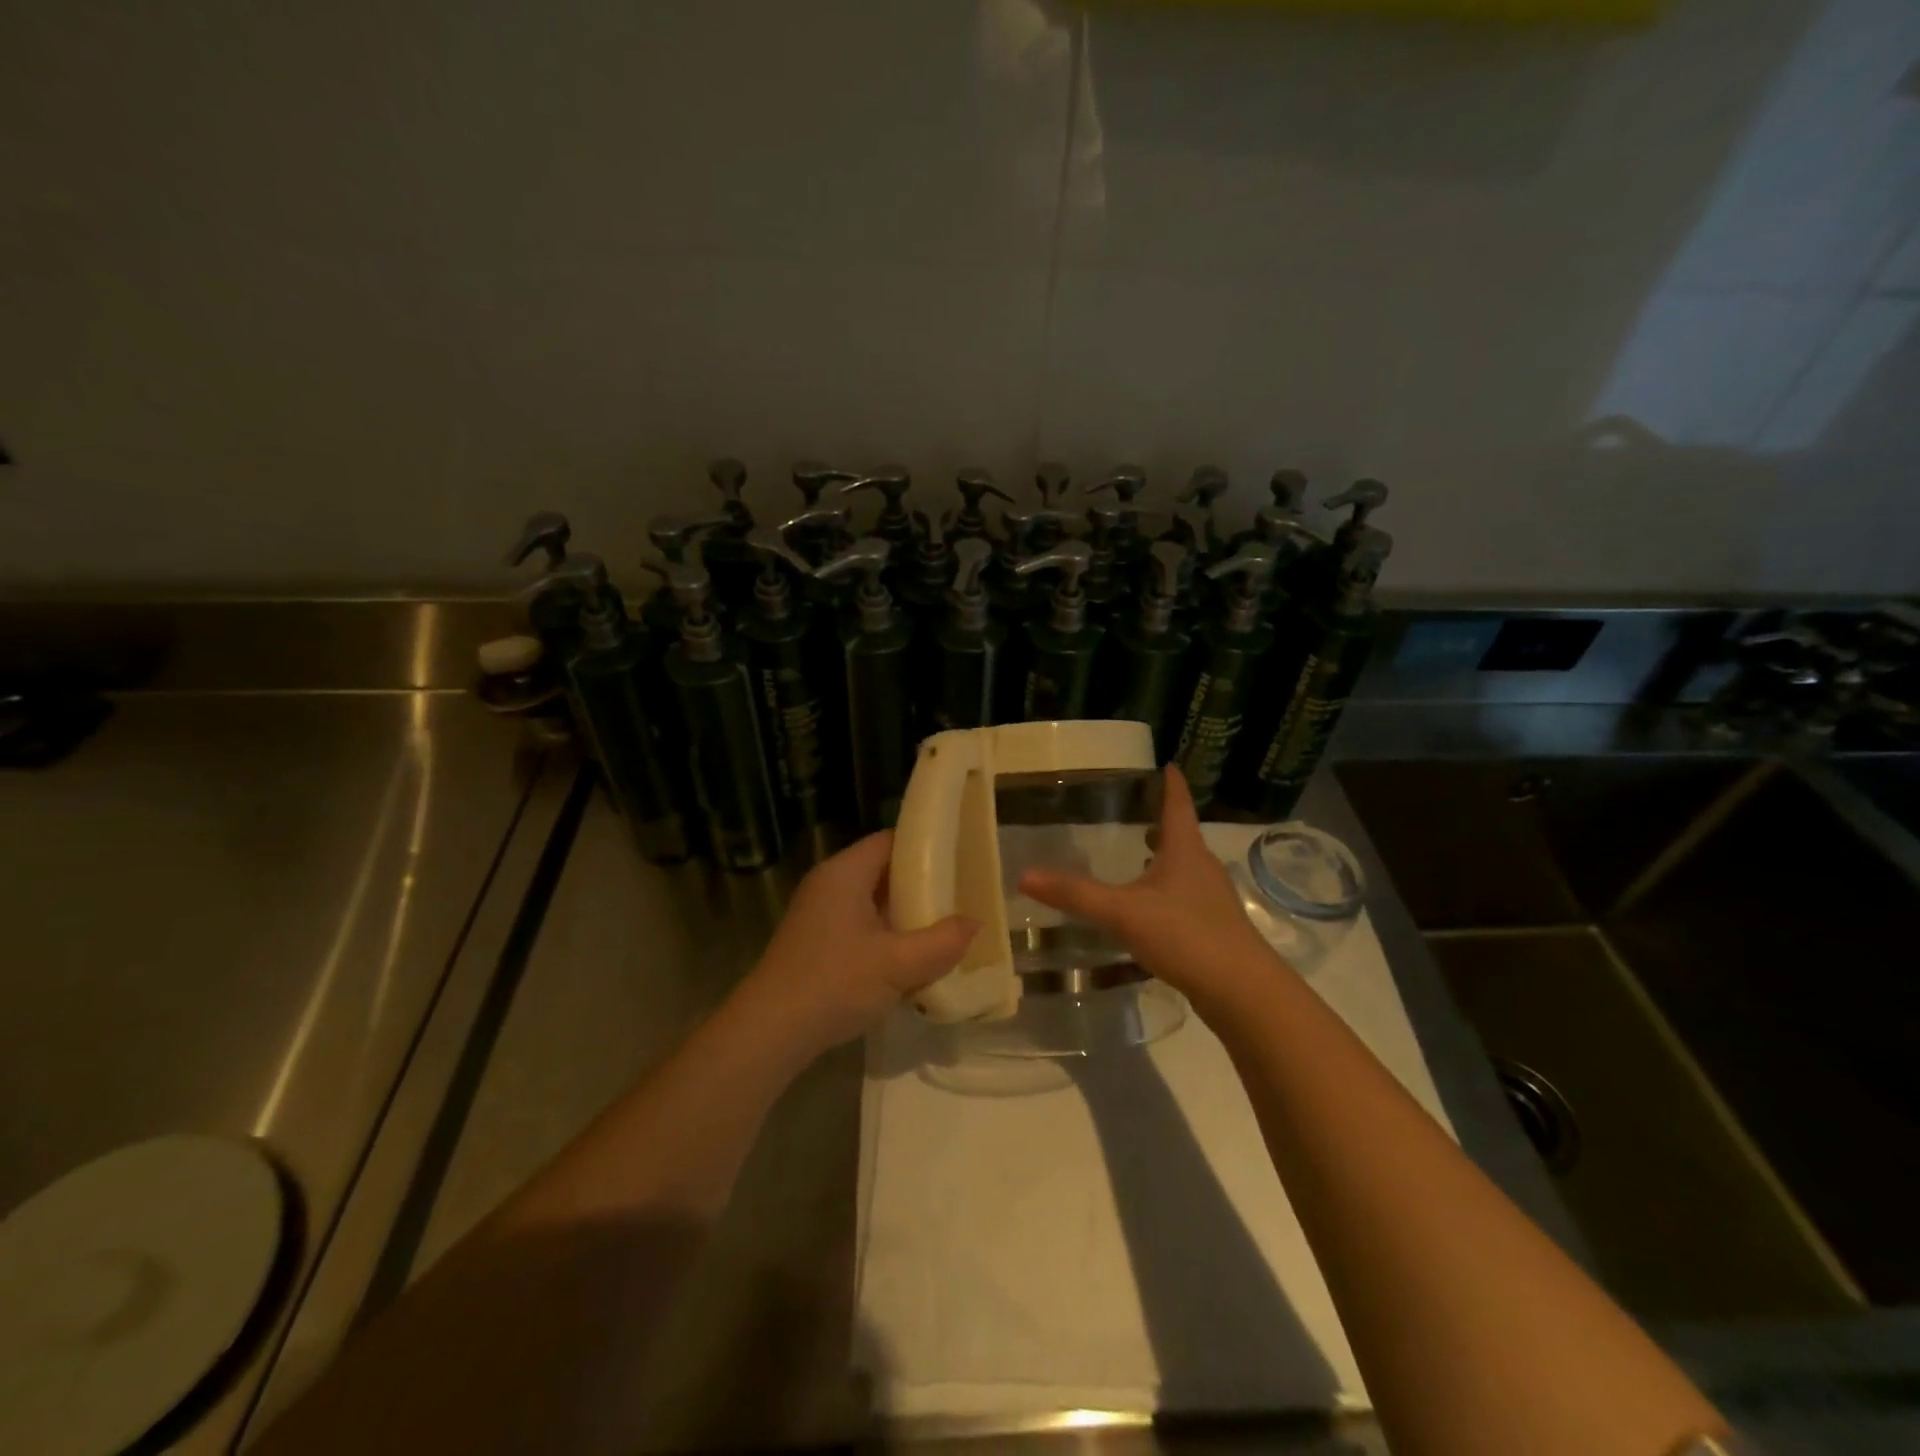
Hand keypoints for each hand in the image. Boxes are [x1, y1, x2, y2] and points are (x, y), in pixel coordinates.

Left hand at [739, 831, 975, 1054]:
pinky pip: (860, 924)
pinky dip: (885, 933)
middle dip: (921, 884)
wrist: (771, 1032)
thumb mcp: (899, 964)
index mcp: (845, 872)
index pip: (891, 840)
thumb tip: (975, 923)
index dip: (926, 847)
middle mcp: (829, 883)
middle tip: (959, 897)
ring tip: (942, 926)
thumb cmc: (835, 983)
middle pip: (883, 870)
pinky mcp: (815, 941)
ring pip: (872, 901)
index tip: (960, 860)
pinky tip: (908, 957)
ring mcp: (819, 913)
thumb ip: (942, 942)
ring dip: (904, 913)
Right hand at [1018, 764, 1280, 1006]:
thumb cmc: (1185, 935)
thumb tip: (1024, 875)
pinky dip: (1167, 890)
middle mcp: (1203, 868)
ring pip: (1185, 868)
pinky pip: (1186, 897)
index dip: (1171, 784)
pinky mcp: (1214, 928)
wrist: (1242, 991)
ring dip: (1164, 858)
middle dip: (1162, 822)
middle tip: (1136, 811)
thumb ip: (1075, 895)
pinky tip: (1149, 908)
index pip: (1178, 805)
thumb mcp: (1123, 912)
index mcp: (1185, 851)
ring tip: (1139, 855)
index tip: (1167, 764)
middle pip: (1182, 836)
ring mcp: (1212, 900)